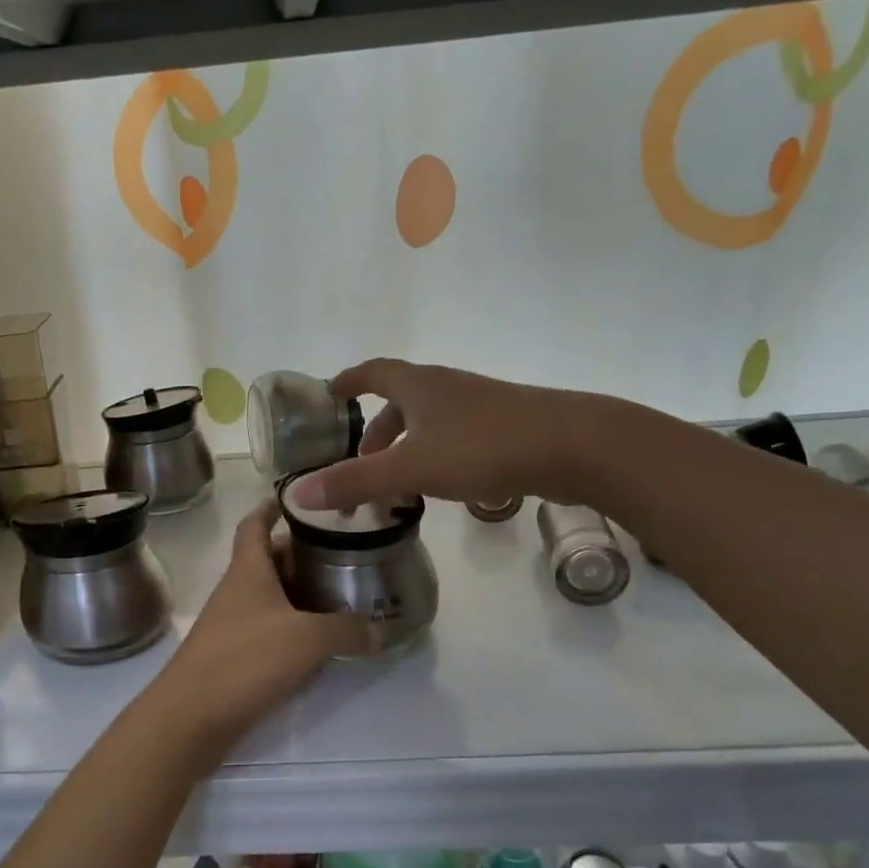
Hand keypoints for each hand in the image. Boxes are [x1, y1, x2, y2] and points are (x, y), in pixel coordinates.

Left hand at [142, 500, 377, 769]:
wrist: (191, 716)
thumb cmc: (245, 659)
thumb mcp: (307, 639)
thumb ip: (346, 630)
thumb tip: (379, 631)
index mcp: (248, 570)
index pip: (255, 524)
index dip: (274, 507)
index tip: (301, 500)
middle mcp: (237, 590)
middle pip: (268, 560)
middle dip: (302, 554)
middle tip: (342, 552)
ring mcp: (232, 624)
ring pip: (270, 596)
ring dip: (300, 592)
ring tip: (340, 593)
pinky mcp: (234, 656)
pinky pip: (268, 628)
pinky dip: (293, 626)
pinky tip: (319, 639)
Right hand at [285, 358, 585, 510]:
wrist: (573, 446)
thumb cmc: (483, 448)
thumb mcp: (410, 467)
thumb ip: (354, 482)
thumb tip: (295, 494)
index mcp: (419, 386)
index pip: (373, 372)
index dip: (349, 381)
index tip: (330, 393)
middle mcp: (447, 388)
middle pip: (401, 400)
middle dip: (376, 429)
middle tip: (360, 462)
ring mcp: (479, 407)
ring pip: (429, 421)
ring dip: (406, 446)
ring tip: (396, 483)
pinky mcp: (504, 428)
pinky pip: (455, 437)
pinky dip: (435, 455)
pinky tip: (442, 485)